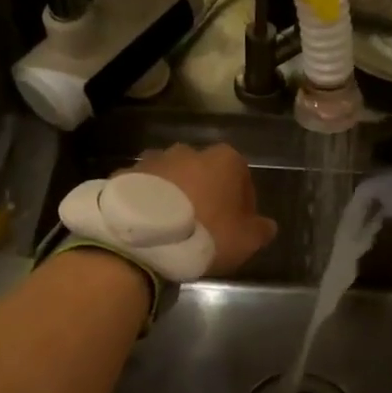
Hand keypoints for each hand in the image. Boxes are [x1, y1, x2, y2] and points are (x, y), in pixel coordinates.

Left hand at [128, 143, 277, 274]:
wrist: (142, 238)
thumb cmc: (205, 235)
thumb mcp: (245, 241)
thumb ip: (261, 230)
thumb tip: (267, 225)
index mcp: (224, 160)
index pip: (242, 177)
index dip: (242, 203)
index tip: (237, 225)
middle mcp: (189, 151)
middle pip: (205, 173)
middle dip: (206, 193)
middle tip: (204, 226)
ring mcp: (153, 160)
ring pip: (172, 178)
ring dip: (175, 195)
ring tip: (171, 227)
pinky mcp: (124, 174)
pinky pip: (143, 189)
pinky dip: (147, 202)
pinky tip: (147, 226)